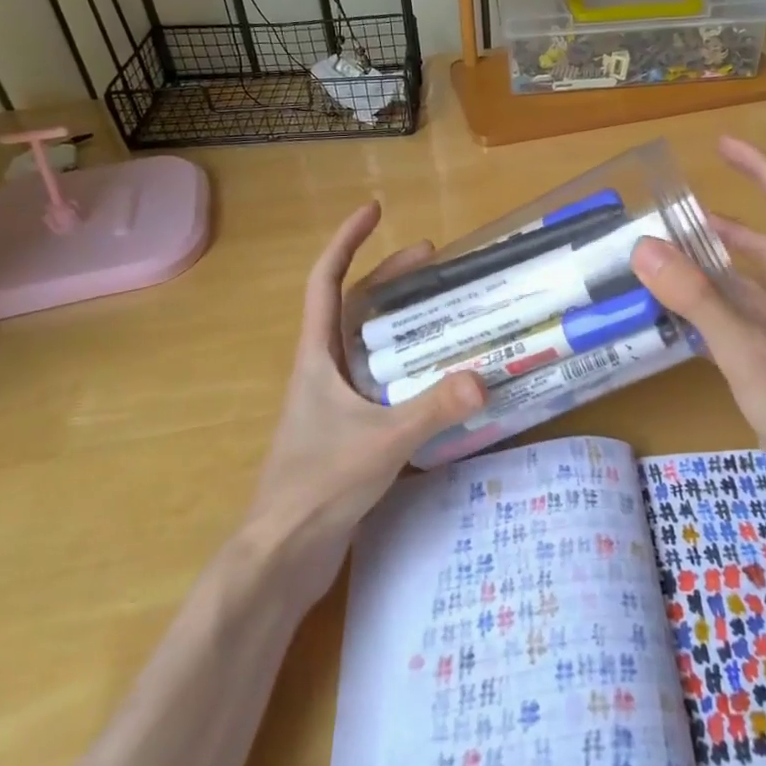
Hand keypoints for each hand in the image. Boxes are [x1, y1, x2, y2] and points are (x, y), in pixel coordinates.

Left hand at [248, 202, 483, 593]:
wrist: (283, 556)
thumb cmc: (317, 486)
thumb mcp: (381, 442)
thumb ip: (432, 409)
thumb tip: (483, 376)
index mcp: (317, 358)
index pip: (326, 282)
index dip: (347, 241)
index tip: (374, 210)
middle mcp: (323, 371)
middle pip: (354, 308)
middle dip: (389, 277)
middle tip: (434, 259)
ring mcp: (334, 402)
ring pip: (369, 346)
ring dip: (401, 323)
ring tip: (444, 310)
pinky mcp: (348, 431)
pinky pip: (382, 382)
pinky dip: (408, 368)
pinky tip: (438, 378)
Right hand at [630, 136, 765, 545]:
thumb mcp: (749, 350)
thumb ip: (696, 299)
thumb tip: (645, 247)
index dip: (759, 170)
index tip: (722, 146)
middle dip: (731, 229)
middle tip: (681, 216)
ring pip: (755, 294)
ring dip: (717, 276)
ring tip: (669, 263)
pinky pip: (745, 331)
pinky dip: (713, 319)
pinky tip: (678, 323)